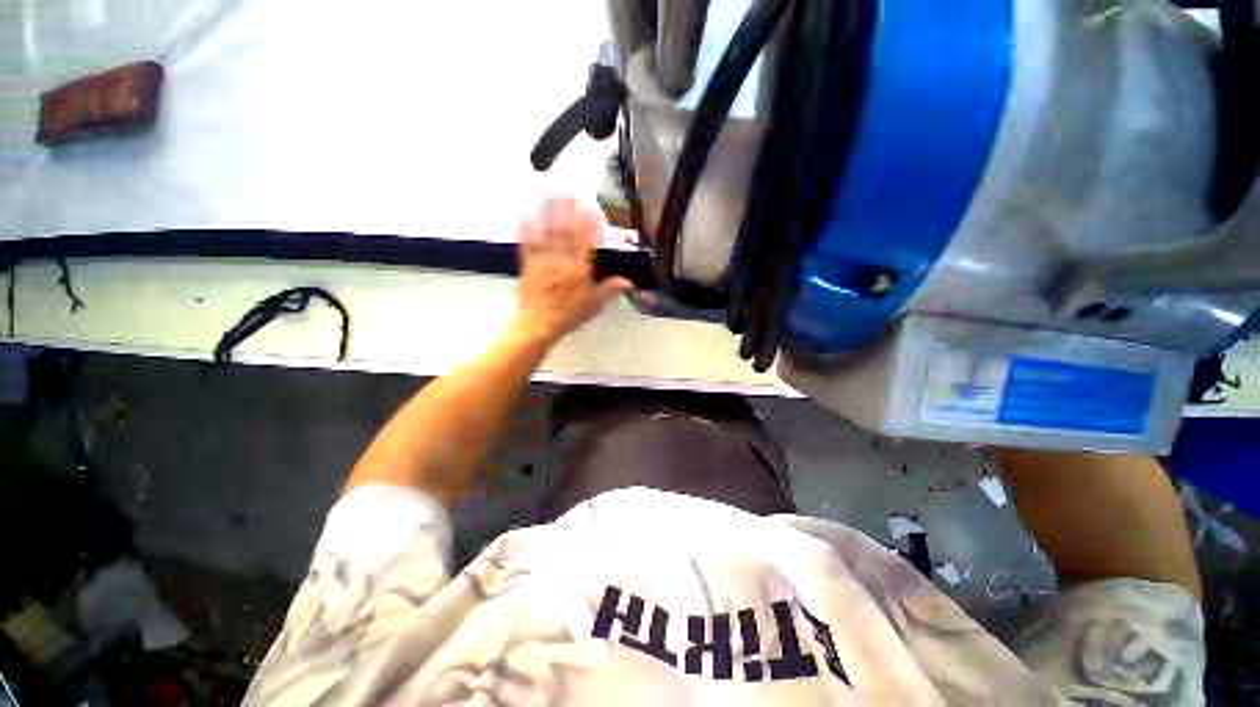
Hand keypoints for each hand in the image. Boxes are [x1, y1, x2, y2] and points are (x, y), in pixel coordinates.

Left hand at [515, 197, 633, 344]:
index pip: (585, 242)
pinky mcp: (527, 265)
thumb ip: (609, 290)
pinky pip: (526, 244)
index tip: (591, 209)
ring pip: (546, 233)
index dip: (588, 224)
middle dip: (567, 211)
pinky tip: (524, 215)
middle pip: (565, 231)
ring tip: (550, 196)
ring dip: (548, 213)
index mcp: (578, 270)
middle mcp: (561, 261)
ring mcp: (542, 261)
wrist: (539, 325)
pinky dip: (525, 229)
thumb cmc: (569, 315)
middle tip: (569, 193)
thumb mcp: (594, 305)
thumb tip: (628, 281)